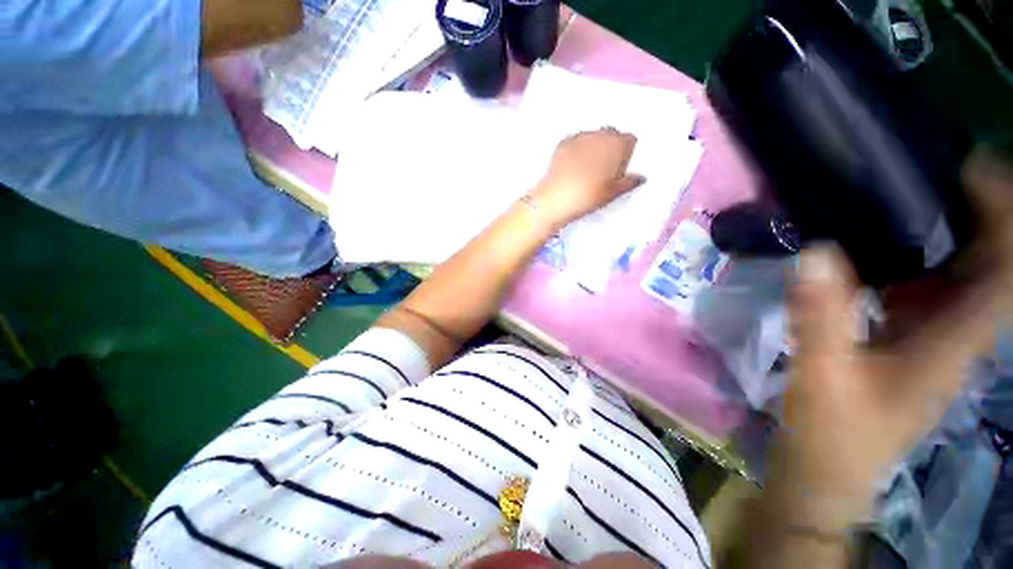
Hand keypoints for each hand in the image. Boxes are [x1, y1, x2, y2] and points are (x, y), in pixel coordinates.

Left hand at [528, 128, 645, 227]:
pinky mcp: (563, 143)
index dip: (626, 154)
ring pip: (593, 137)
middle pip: (611, 135)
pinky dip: (578, 150)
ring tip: (586, 168)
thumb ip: (629, 183)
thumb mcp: (612, 193)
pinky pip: (576, 142)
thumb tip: (640, 178)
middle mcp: (600, 134)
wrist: (556, 198)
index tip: (620, 168)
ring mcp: (580, 137)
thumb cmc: (588, 196)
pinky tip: (572, 167)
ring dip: (594, 147)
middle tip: (604, 169)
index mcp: (617, 145)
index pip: (630, 140)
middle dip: (610, 148)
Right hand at [778, 148, 1012, 525]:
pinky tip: (879, 252)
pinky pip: (926, 292)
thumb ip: (820, 318)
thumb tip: (816, 253)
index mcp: (951, 347)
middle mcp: (955, 338)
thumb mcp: (822, 377)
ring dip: (948, 237)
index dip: (1005, 221)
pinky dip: (915, 264)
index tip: (974, 172)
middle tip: (939, 175)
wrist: (825, 471)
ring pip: (960, 279)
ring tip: (908, 202)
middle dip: (980, 216)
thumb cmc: (830, 434)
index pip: (1007, 276)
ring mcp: (931, 342)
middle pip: (991, 269)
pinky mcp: (905, 345)